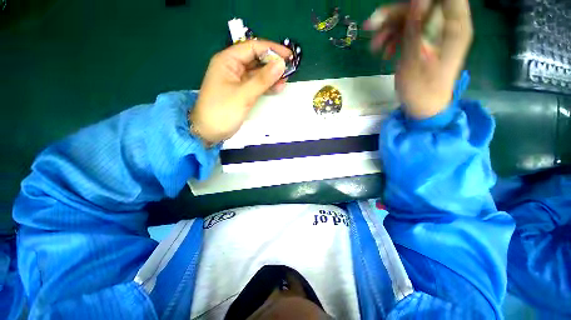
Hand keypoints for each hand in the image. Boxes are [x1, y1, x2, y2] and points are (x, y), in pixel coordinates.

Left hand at [190, 40, 291, 144]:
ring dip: (272, 75)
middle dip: (273, 63)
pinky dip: (267, 86)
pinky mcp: (242, 92)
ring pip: (258, 73)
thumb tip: (281, 64)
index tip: (289, 56)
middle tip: (290, 69)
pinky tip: (278, 87)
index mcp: (227, 61)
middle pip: (256, 59)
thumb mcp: (244, 95)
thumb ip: (263, 79)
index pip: (252, 48)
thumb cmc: (222, 111)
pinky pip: (257, 85)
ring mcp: (237, 80)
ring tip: (286, 79)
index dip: (271, 50)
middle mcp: (232, 67)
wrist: (210, 131)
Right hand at [365, 0, 472, 118]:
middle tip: (370, 25)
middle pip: (422, 5)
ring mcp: (434, 33)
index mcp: (454, 27)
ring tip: (374, 46)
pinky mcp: (424, 41)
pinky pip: (408, 31)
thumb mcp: (415, 61)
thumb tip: (416, 0)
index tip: (404, 7)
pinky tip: (384, 52)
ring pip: (411, 17)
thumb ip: (416, 30)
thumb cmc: (422, 90)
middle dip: (395, 14)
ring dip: (389, 28)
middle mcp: (446, 25)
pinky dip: (393, 38)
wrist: (423, 107)